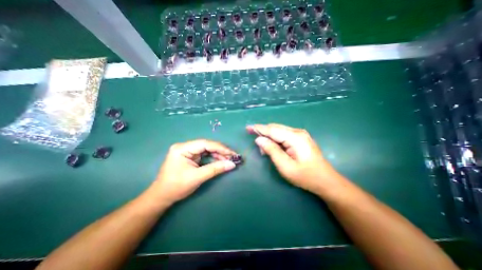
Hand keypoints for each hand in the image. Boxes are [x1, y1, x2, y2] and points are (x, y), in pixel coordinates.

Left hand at [147, 139, 236, 204]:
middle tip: (232, 157)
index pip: (205, 144)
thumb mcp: (197, 177)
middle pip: (207, 145)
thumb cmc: (176, 187)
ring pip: (207, 149)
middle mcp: (185, 147)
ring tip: (228, 159)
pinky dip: (213, 158)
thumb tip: (232, 164)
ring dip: (218, 154)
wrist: (162, 197)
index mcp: (182, 148)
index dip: (220, 147)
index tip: (231, 153)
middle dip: (220, 151)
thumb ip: (215, 169)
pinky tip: (221, 160)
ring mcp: (188, 151)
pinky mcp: (190, 156)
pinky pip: (205, 154)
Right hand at [248, 124, 337, 194]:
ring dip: (270, 137)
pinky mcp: (301, 138)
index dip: (259, 128)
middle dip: (263, 132)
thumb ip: (271, 150)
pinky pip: (284, 135)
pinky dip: (276, 140)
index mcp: (295, 137)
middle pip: (275, 128)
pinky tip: (273, 147)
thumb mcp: (285, 166)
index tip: (248, 128)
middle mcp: (298, 132)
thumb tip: (259, 139)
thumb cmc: (305, 176)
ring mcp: (300, 134)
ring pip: (279, 131)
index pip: (272, 130)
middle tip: (253, 138)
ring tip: (264, 149)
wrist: (325, 180)